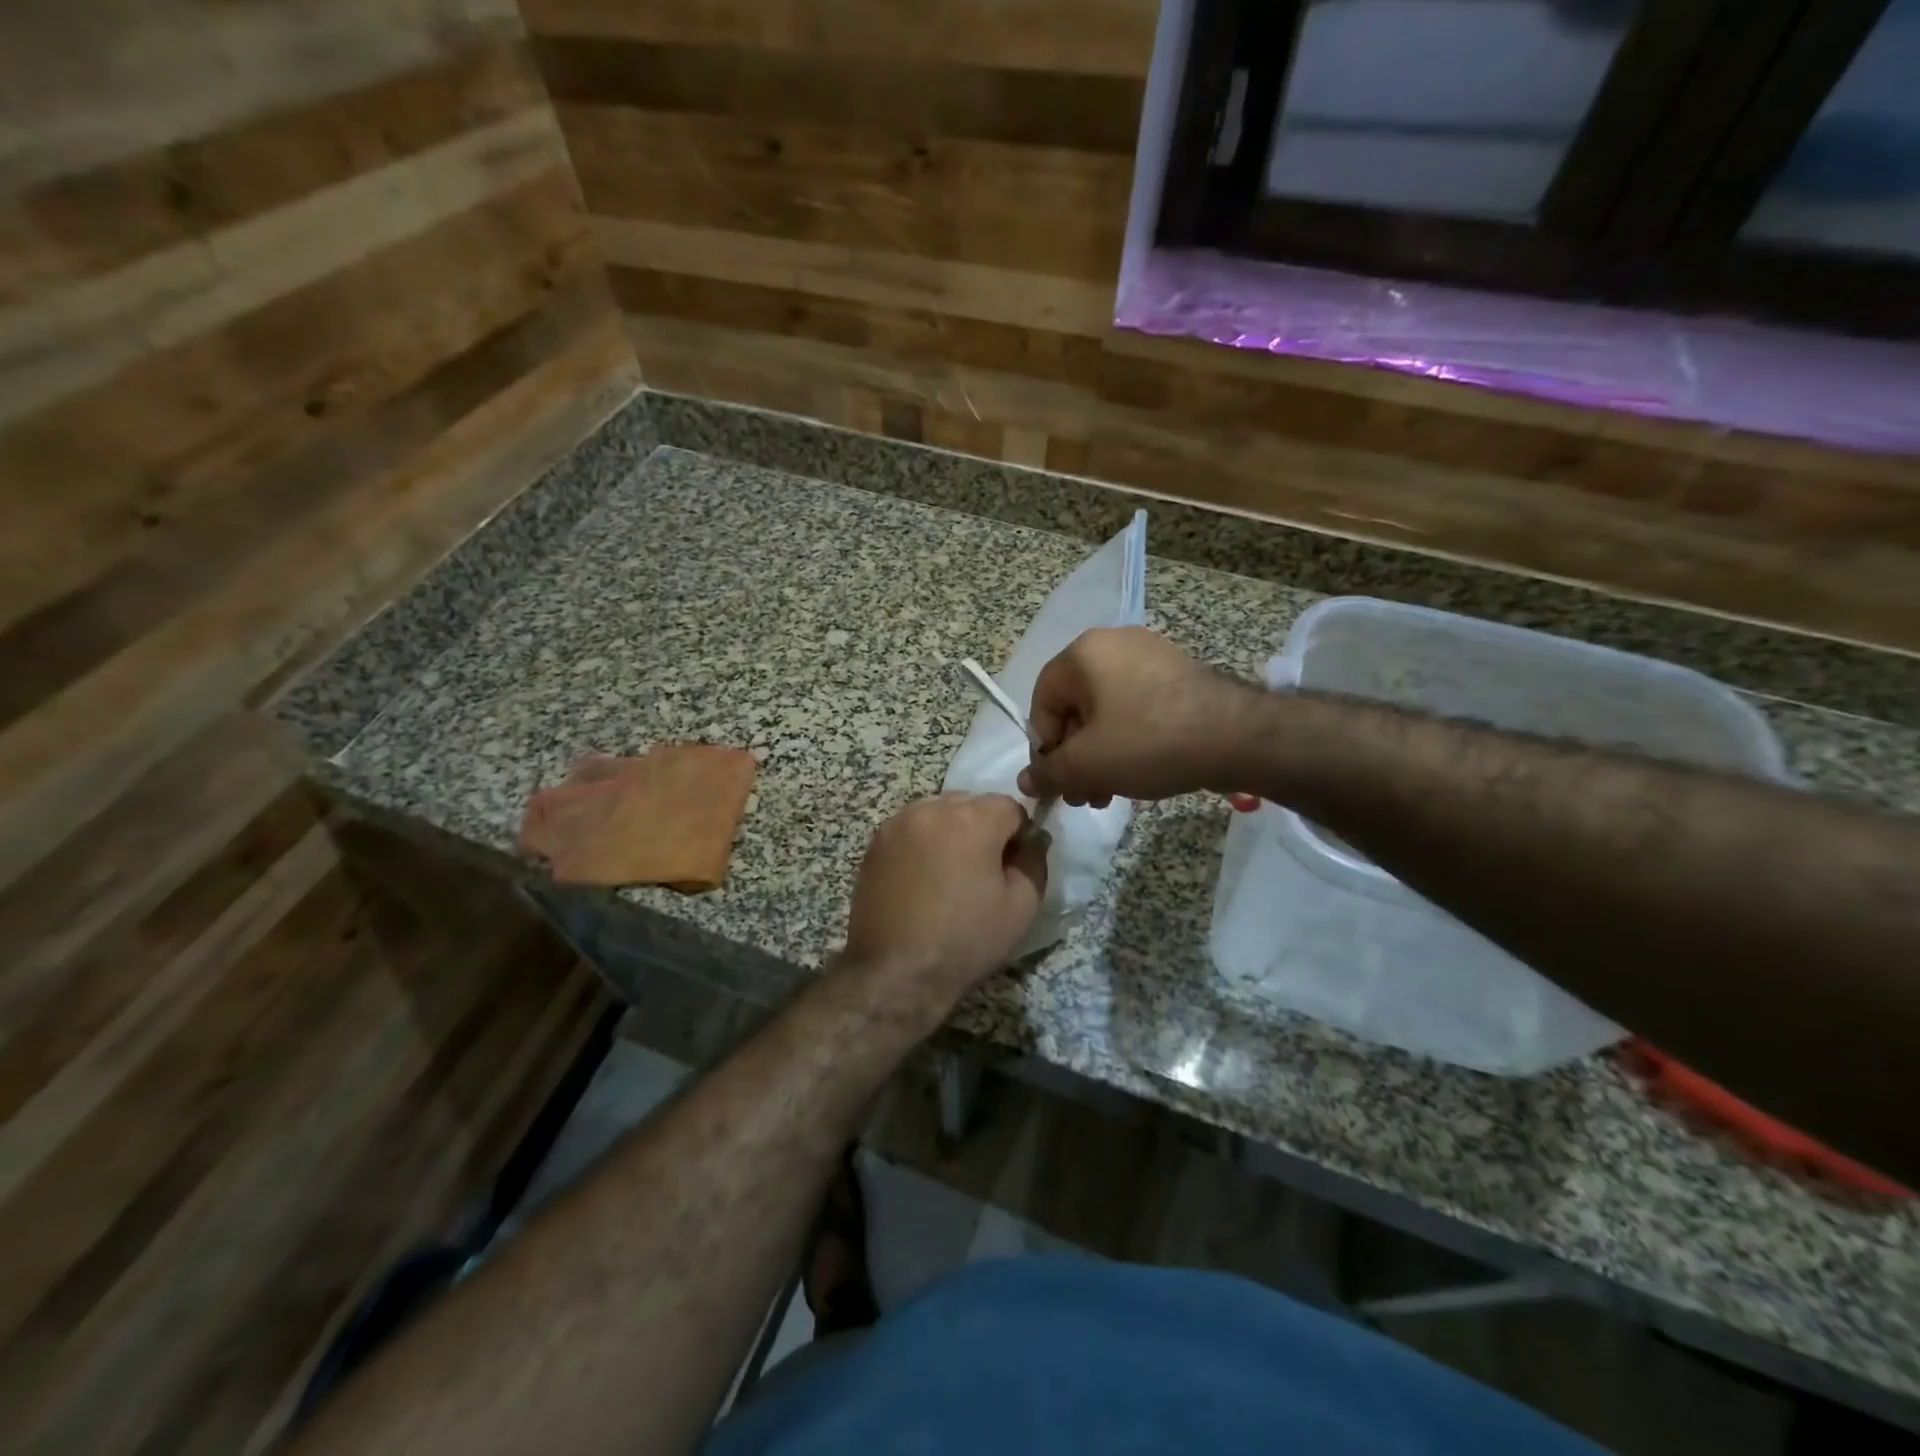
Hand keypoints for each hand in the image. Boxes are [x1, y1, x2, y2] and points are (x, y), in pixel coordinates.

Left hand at [841, 793, 1048, 1014]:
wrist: (896, 971)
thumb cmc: (965, 939)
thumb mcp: (1021, 905)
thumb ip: (1034, 860)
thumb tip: (1035, 838)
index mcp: (972, 818)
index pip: (1010, 807)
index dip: (1019, 835)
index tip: (1012, 867)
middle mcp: (933, 808)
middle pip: (972, 804)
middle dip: (984, 828)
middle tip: (983, 872)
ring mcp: (899, 822)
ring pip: (940, 813)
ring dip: (952, 832)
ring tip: (950, 875)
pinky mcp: (876, 841)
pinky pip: (913, 829)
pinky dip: (924, 842)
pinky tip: (923, 879)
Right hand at [1017, 627, 1254, 806]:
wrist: (1237, 737)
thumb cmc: (1148, 742)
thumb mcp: (1088, 764)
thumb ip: (1049, 772)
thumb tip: (1026, 781)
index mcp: (1084, 653)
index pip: (1042, 702)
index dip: (1043, 747)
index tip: (1058, 781)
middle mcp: (1113, 643)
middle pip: (1075, 708)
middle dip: (1074, 757)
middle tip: (1083, 796)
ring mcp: (1150, 655)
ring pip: (1106, 712)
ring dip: (1099, 755)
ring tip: (1107, 794)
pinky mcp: (1177, 673)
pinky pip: (1136, 707)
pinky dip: (1127, 740)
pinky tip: (1136, 773)